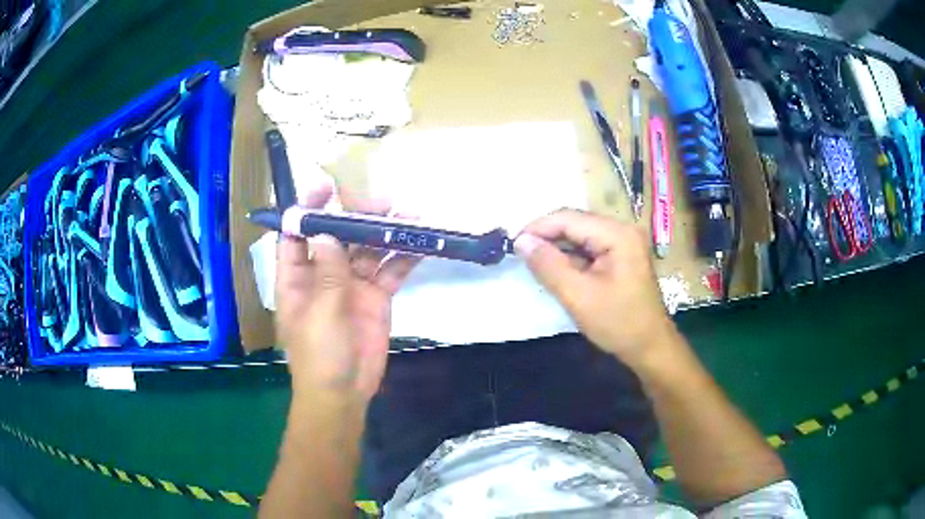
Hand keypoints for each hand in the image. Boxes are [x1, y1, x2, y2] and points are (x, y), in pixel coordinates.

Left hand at [275, 186, 419, 402]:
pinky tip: (421, 244)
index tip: (325, 187)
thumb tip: (326, 232)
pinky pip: (390, 272)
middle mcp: (323, 275)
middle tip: (381, 202)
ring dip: (385, 233)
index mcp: (297, 277)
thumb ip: (327, 273)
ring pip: (367, 250)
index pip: (297, 234)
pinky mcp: (376, 298)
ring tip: (409, 215)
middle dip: (356, 216)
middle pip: (338, 235)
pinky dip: (404, 258)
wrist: (344, 394)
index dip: (307, 209)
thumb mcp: (319, 314)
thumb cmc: (319, 356)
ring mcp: (351, 285)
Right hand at [515, 209, 676, 367]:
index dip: (538, 228)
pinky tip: (556, 269)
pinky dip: (570, 257)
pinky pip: (589, 248)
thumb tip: (521, 241)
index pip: (569, 218)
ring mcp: (624, 242)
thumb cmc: (618, 323)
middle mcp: (622, 230)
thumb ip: (548, 265)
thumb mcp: (578, 296)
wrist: (651, 347)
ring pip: (580, 236)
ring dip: (557, 248)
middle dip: (547, 237)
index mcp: (617, 234)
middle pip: (575, 223)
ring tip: (533, 262)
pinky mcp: (621, 256)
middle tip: (520, 254)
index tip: (512, 244)